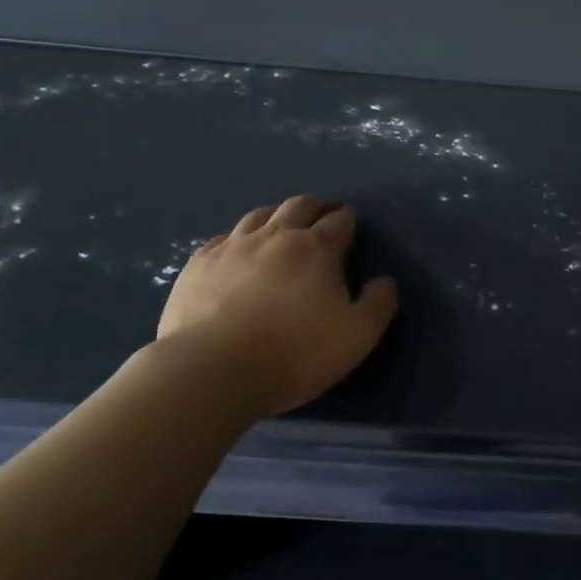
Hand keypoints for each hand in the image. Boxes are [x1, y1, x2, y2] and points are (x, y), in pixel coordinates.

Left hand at [156, 197, 398, 421]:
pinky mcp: (197, 266)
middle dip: (315, 207)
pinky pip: (222, 238)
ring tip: (282, 225)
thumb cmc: (295, 353)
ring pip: (259, 216)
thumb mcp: (358, 335)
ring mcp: (232, 248)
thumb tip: (383, 281)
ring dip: (277, 215)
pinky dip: (238, 238)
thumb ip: (379, 303)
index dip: (348, 219)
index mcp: (317, 248)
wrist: (211, 372)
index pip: (339, 221)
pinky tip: (237, 251)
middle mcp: (275, 236)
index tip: (350, 223)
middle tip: (322, 215)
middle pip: (299, 207)